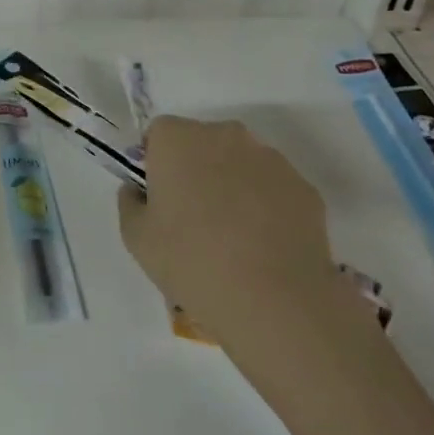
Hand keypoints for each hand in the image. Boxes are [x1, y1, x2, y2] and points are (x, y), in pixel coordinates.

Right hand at [119, 116, 368, 395]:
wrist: (273, 299)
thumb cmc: (191, 260)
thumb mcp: (136, 237)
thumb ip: (130, 202)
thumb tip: (138, 190)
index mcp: (178, 139)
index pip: (159, 134)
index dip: (157, 162)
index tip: (160, 197)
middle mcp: (224, 134)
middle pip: (202, 142)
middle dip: (197, 168)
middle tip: (193, 216)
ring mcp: (270, 158)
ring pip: (241, 163)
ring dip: (233, 184)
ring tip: (234, 236)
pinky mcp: (303, 187)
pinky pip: (274, 188)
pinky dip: (267, 206)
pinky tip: (264, 246)